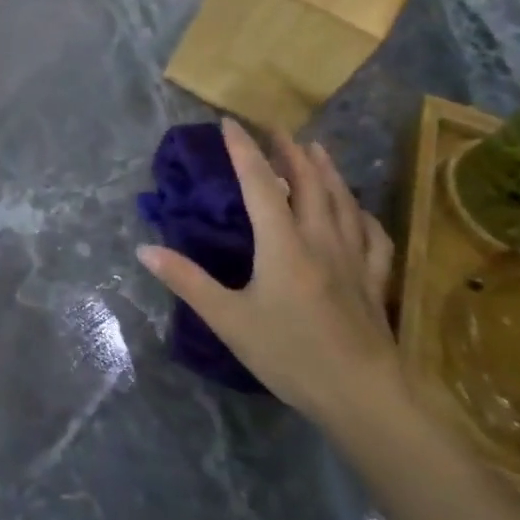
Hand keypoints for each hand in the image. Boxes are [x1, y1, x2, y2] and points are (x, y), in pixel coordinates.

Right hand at [137, 118, 400, 429]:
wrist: (366, 398)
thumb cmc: (291, 355)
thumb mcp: (229, 320)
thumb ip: (187, 281)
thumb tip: (145, 248)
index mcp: (283, 245)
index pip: (261, 184)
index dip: (244, 150)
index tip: (230, 122)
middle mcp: (320, 240)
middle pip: (309, 183)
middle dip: (289, 151)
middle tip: (275, 128)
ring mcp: (353, 259)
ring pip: (343, 202)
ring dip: (327, 171)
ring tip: (316, 149)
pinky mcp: (374, 282)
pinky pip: (372, 236)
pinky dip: (362, 214)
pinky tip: (358, 211)